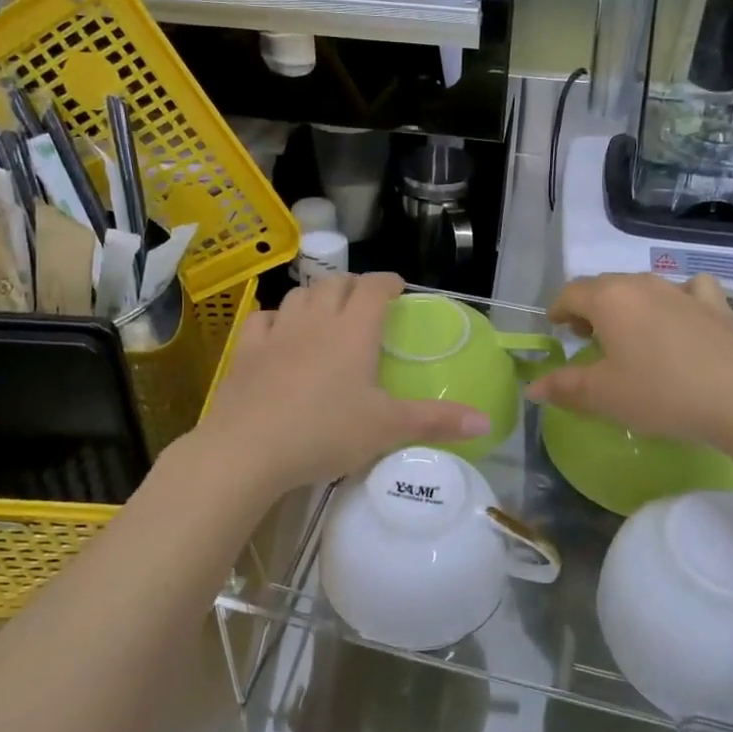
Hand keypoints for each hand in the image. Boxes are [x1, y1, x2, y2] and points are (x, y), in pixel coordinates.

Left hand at [191, 273, 491, 500]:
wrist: (248, 449)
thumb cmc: (326, 432)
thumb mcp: (387, 428)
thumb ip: (437, 421)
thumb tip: (485, 421)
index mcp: (354, 330)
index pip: (375, 287)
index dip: (388, 282)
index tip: (397, 289)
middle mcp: (317, 319)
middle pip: (336, 283)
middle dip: (354, 285)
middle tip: (365, 303)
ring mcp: (278, 331)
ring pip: (299, 295)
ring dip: (316, 296)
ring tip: (326, 313)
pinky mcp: (247, 350)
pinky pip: (263, 318)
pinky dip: (276, 318)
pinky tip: (279, 333)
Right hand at [528, 273, 732, 449]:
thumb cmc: (661, 394)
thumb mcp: (604, 396)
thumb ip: (564, 387)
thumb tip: (533, 386)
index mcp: (609, 299)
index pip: (570, 293)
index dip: (558, 310)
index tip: (556, 330)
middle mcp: (642, 284)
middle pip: (604, 286)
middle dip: (589, 308)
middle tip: (588, 340)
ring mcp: (682, 291)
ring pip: (642, 286)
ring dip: (627, 304)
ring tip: (631, 335)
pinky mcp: (716, 306)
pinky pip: (689, 290)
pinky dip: (677, 299)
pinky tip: (682, 319)